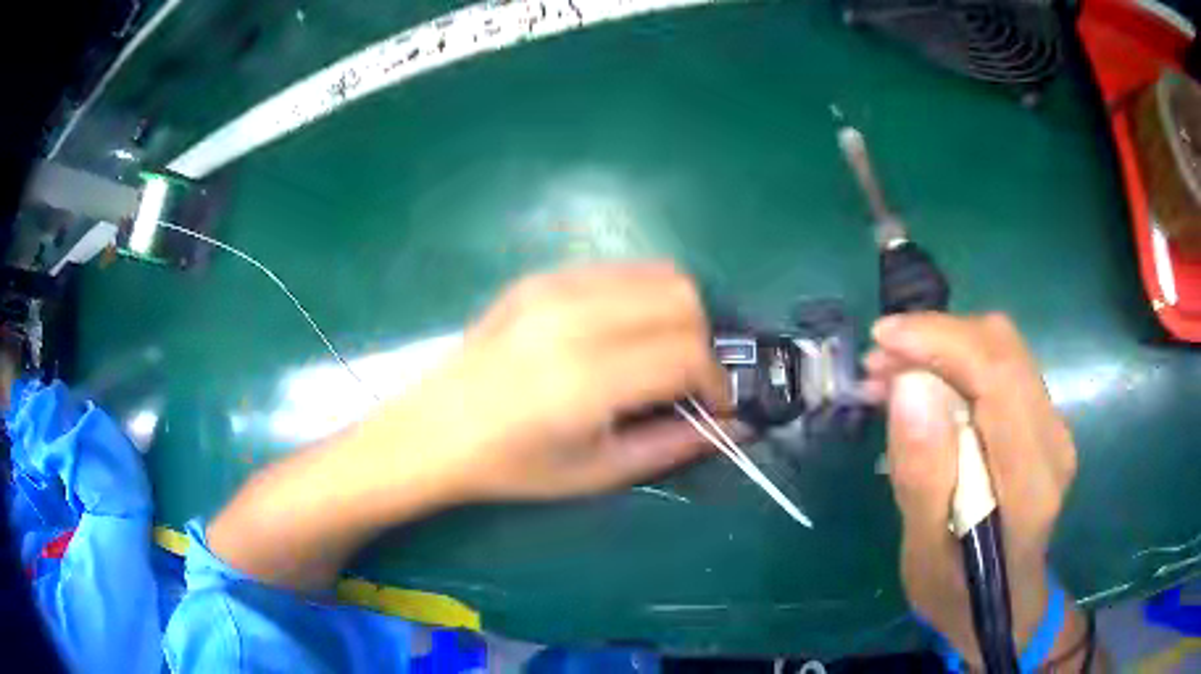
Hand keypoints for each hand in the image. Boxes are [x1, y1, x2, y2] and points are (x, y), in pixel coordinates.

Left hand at [368, 262, 730, 502]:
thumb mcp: (599, 471)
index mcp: (586, 377)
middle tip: (685, 380)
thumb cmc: (512, 466)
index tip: (712, 405)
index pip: (689, 352)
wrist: (433, 431)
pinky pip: (618, 270)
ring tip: (657, 355)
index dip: (717, 381)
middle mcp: (574, 316)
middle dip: (703, 339)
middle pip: (683, 296)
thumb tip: (740, 426)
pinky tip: (620, 333)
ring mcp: (553, 286)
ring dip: (676, 313)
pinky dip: (641, 298)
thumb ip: (677, 444)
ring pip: (657, 272)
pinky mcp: (540, 276)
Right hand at [862, 313, 1077, 664]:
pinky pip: (1000, 369)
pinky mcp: (1042, 423)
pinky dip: (956, 365)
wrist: (1007, 608)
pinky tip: (921, 389)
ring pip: (1001, 351)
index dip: (941, 341)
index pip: (999, 375)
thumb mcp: (924, 556)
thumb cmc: (959, 596)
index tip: (881, 340)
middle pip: (1003, 348)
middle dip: (936, 338)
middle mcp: (1053, 440)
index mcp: (1030, 482)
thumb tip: (908, 388)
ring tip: (889, 376)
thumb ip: (922, 479)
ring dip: (943, 348)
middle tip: (878, 365)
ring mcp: (1053, 428)